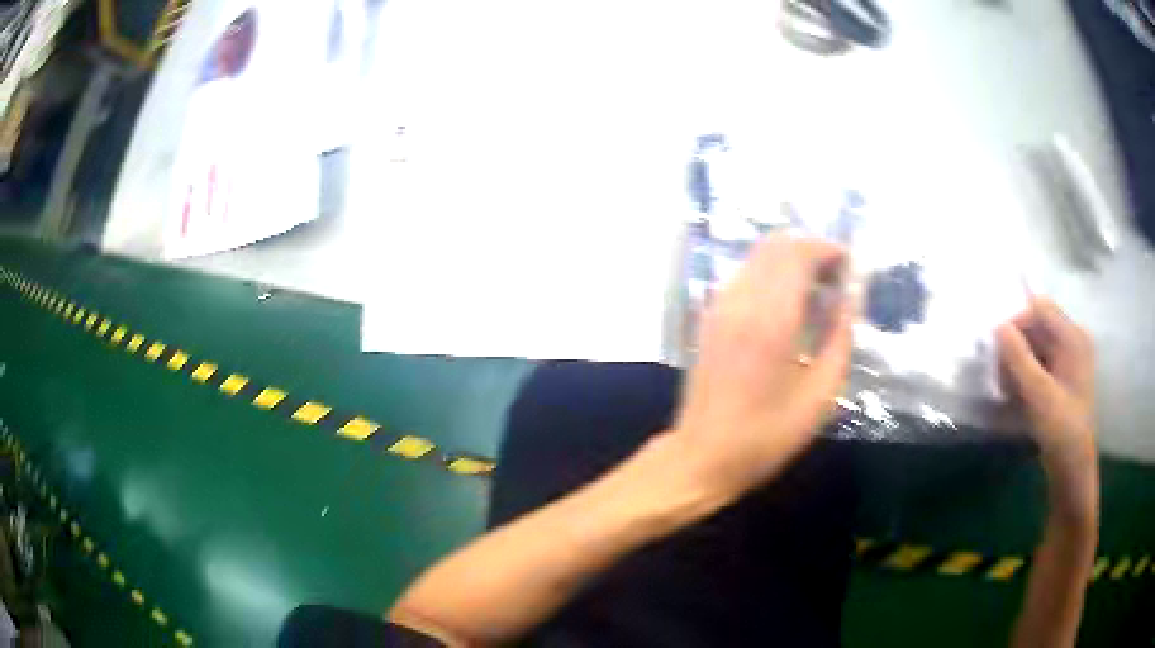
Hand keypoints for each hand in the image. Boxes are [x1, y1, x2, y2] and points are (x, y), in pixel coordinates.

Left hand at [671, 234, 852, 501]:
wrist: (702, 456)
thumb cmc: (766, 436)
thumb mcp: (820, 396)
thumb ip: (840, 339)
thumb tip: (850, 299)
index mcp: (771, 319)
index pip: (798, 254)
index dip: (827, 250)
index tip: (849, 266)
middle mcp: (740, 301)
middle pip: (776, 245)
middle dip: (810, 250)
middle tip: (836, 278)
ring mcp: (719, 307)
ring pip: (757, 257)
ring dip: (790, 261)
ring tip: (817, 292)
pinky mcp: (709, 317)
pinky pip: (744, 276)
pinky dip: (770, 274)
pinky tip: (788, 306)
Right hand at [997, 297, 1096, 515]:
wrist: (1073, 471)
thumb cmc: (1061, 430)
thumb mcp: (1039, 394)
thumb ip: (1019, 358)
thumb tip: (997, 326)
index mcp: (1073, 336)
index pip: (1040, 308)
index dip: (1017, 322)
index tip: (998, 350)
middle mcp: (1072, 341)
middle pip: (1037, 327)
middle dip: (1015, 347)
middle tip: (1000, 376)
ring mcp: (1068, 361)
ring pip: (1035, 347)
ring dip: (1018, 364)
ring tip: (1007, 391)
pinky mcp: (1062, 380)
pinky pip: (1039, 364)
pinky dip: (1025, 376)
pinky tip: (1016, 396)